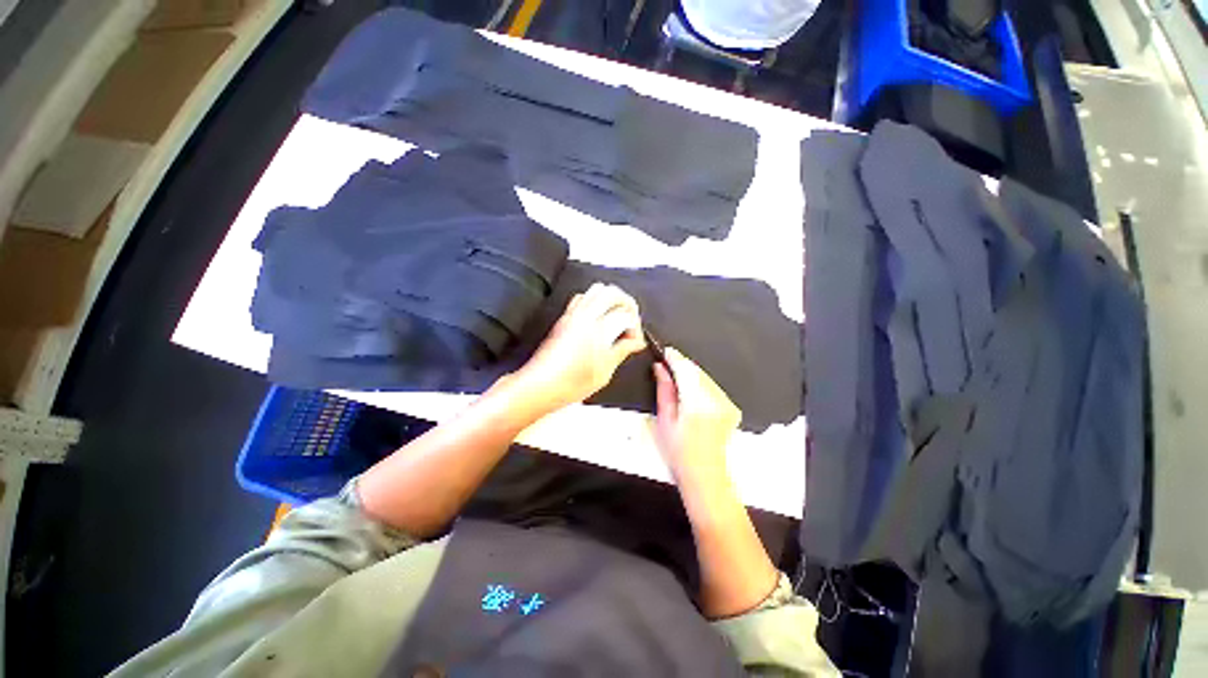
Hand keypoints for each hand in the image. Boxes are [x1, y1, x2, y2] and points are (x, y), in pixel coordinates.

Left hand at [511, 283, 645, 415]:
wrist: (540, 384)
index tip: (635, 342)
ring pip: (596, 289)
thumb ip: (622, 351)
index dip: (636, 328)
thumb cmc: (573, 383)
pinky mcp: (563, 318)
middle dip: (627, 303)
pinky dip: (594, 301)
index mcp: (598, 329)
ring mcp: (572, 314)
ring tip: (615, 318)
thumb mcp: (604, 371)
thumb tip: (636, 342)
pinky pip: (582, 297)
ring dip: (611, 299)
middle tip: (630, 321)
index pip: (626, 315)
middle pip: (612, 292)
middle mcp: (585, 315)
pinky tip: (597, 319)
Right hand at [653, 347, 741, 480]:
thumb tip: (660, 368)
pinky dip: (700, 384)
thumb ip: (664, 390)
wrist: (706, 474)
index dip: (674, 358)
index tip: (665, 351)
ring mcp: (727, 403)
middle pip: (697, 371)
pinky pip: (713, 387)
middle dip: (682, 365)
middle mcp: (716, 400)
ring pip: (705, 377)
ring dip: (691, 375)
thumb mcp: (665, 420)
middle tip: (666, 365)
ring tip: (676, 381)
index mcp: (697, 404)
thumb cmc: (680, 452)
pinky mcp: (731, 407)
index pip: (686, 370)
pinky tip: (690, 393)